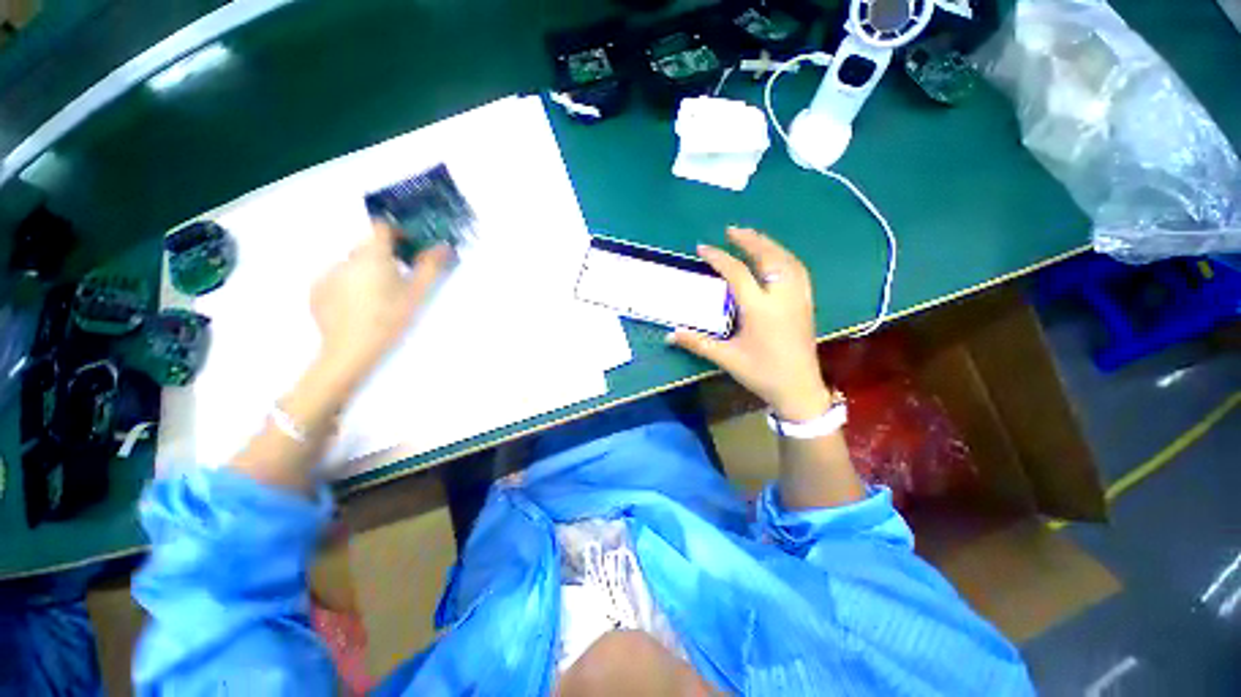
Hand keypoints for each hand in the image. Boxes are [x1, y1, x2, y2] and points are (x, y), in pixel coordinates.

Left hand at [311, 222, 451, 381]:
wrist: (350, 350)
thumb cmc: (390, 318)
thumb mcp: (417, 294)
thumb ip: (431, 267)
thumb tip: (444, 247)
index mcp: (373, 255)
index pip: (382, 227)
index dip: (397, 233)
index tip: (410, 248)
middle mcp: (347, 258)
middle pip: (368, 247)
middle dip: (385, 256)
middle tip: (400, 279)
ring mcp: (328, 274)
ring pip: (353, 265)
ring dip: (367, 272)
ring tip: (379, 299)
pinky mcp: (316, 291)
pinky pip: (338, 280)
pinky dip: (350, 286)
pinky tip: (359, 308)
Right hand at [669, 227, 832, 421]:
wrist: (799, 388)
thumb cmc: (761, 373)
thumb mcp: (726, 358)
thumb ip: (697, 343)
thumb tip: (670, 334)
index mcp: (759, 308)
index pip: (737, 273)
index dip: (719, 258)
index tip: (703, 248)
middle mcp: (781, 297)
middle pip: (767, 257)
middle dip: (749, 240)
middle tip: (731, 230)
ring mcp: (798, 298)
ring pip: (786, 260)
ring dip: (768, 244)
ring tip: (752, 237)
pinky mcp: (807, 303)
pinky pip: (798, 270)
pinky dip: (784, 256)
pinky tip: (776, 257)